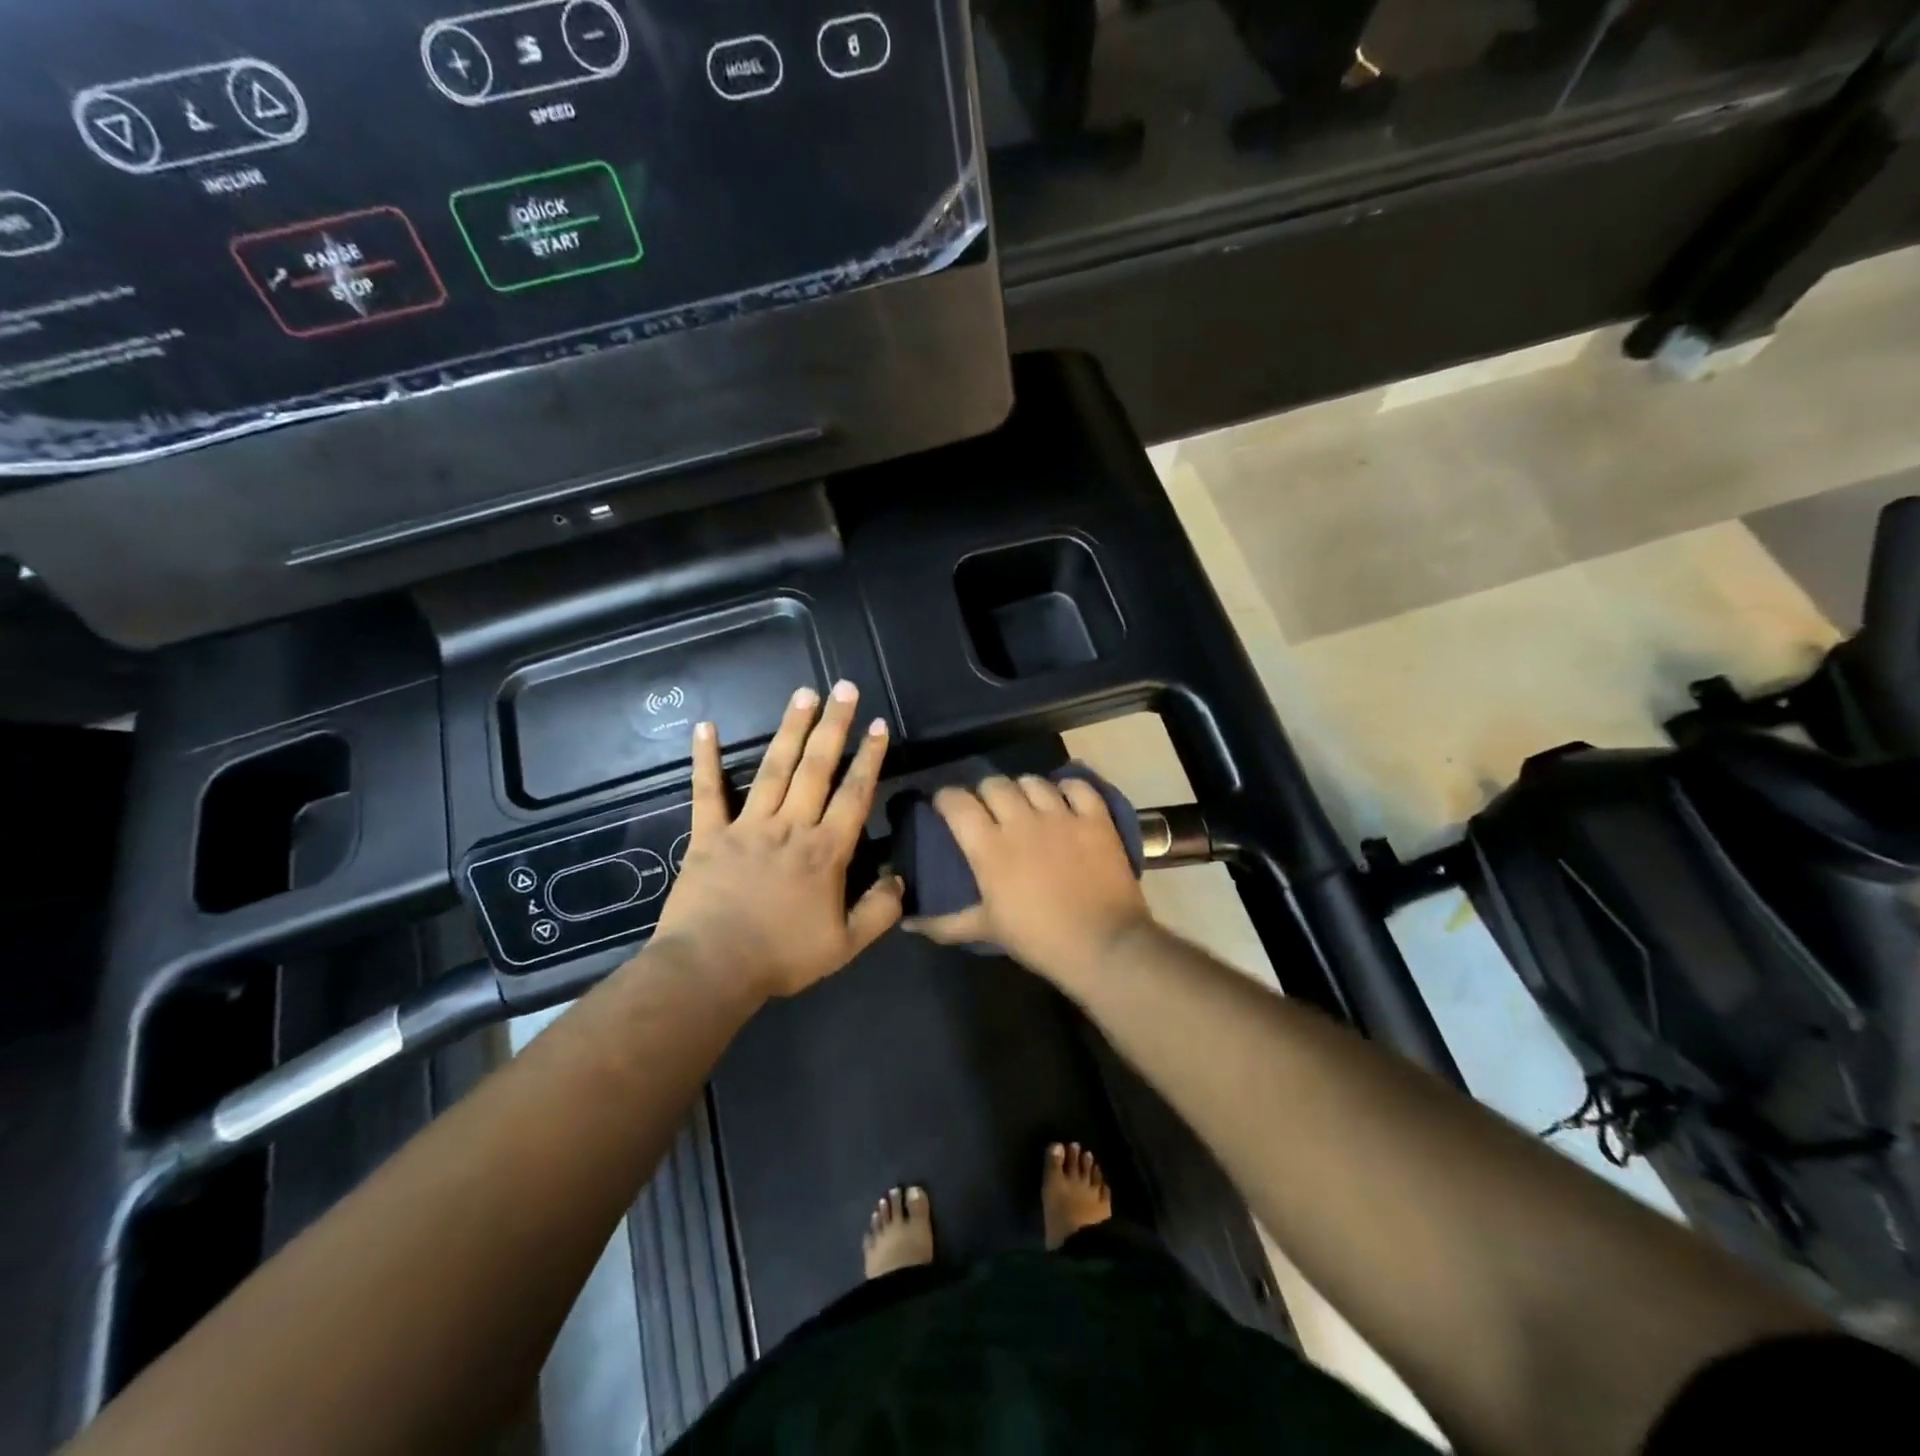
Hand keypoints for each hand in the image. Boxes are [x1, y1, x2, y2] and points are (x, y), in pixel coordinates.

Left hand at [648, 682, 901, 1000]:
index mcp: (826, 850)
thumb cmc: (781, 956)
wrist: (711, 969)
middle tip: (844, 688)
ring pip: (774, 769)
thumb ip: (879, 911)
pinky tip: (704, 727)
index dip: (869, 758)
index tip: (879, 724)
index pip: (854, 794)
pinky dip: (705, 759)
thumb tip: (900, 880)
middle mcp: (790, 826)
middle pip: (817, 767)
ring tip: (803, 694)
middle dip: (834, 726)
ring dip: (790, 729)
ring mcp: (747, 826)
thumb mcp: (845, 945)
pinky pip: (707, 792)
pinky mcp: (709, 835)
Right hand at [906, 775, 1153, 984]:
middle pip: (993, 784)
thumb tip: (907, 923)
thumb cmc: (1038, 939)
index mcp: (990, 846)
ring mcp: (1061, 815)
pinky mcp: (1095, 817)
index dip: (945, 798)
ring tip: (1026, 804)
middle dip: (984, 792)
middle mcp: (1022, 821)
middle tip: (988, 810)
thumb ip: (944, 923)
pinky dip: (1068, 788)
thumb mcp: (986, 930)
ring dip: (1023, 789)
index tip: (944, 807)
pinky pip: (1077, 786)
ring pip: (1033, 781)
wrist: (1103, 945)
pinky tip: (1064, 799)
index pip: (956, 802)